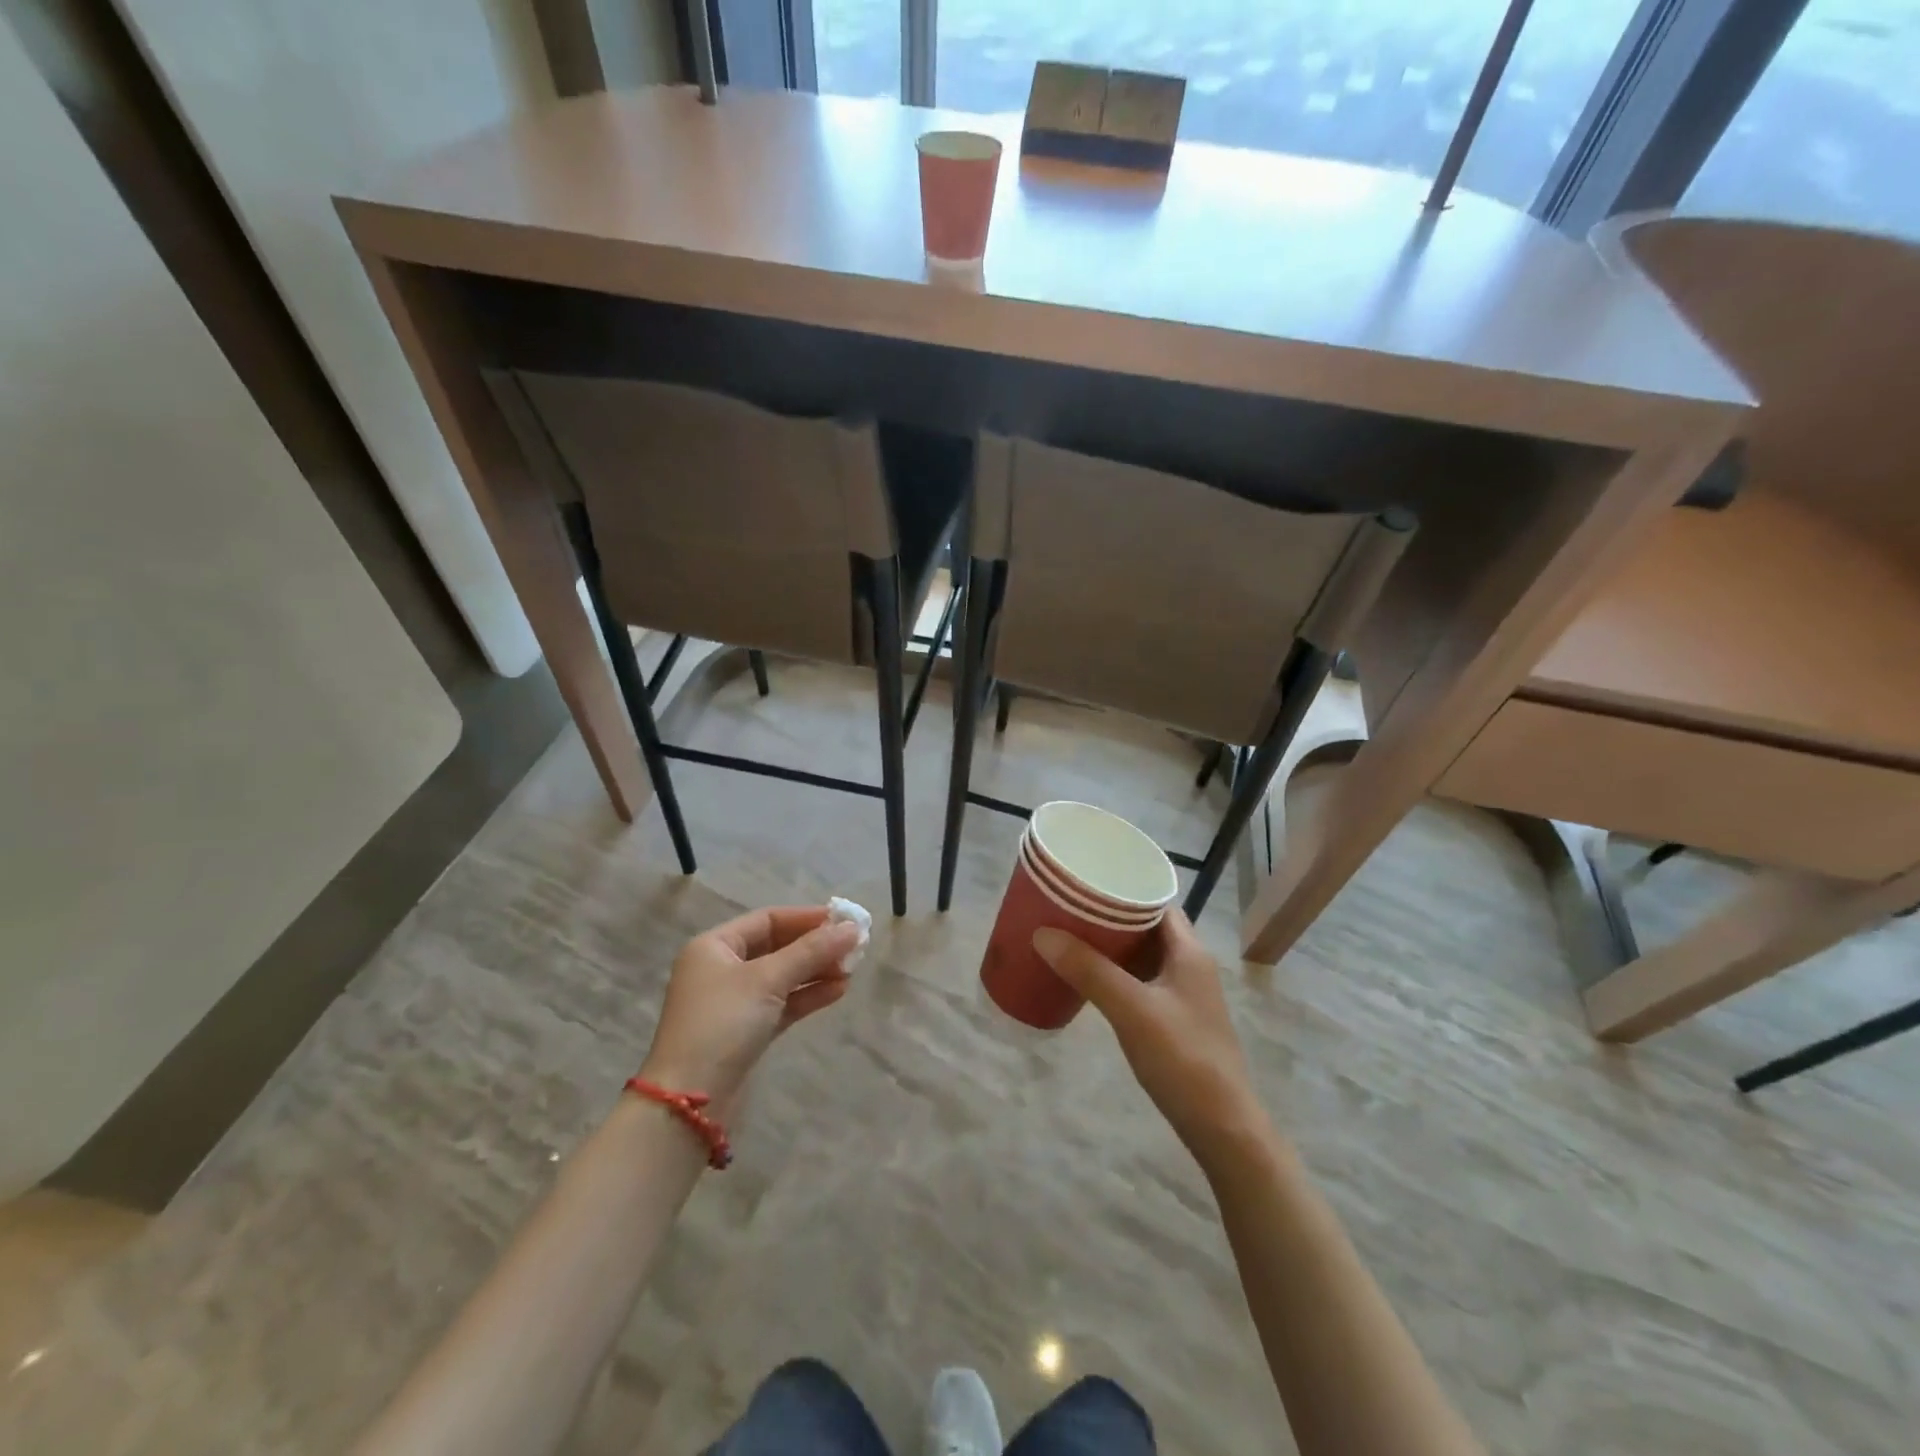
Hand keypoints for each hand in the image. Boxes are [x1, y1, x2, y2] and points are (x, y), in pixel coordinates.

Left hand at [638, 906, 860, 1110]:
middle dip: (815, 946)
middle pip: (777, 946)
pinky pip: (782, 1003)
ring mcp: (733, 1002)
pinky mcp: (746, 1031)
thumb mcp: (767, 980)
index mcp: (714, 946)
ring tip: (851, 971)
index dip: (807, 918)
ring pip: (782, 976)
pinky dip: (807, 995)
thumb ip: (811, 951)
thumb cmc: (722, 1024)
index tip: (845, 921)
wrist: (690, 1102)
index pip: (767, 919)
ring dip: (816, 971)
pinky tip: (837, 991)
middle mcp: (721, 968)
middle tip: (854, 947)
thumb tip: (852, 928)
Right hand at [1034, 912, 1267, 1166]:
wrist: (1222, 1127)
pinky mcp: (1176, 1020)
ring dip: (1113, 948)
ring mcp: (1185, 995)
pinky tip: (1091, 982)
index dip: (1125, 889)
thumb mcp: (1131, 1010)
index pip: (1157, 902)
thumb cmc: (1182, 1059)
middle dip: (1111, 918)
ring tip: (1072, 939)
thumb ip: (1089, 970)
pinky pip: (1142, 982)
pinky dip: (1118, 975)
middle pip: (1148, 927)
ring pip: (1145, 956)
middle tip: (1070, 911)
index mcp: (1189, 951)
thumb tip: (1042, 933)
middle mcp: (1190, 965)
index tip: (1086, 884)